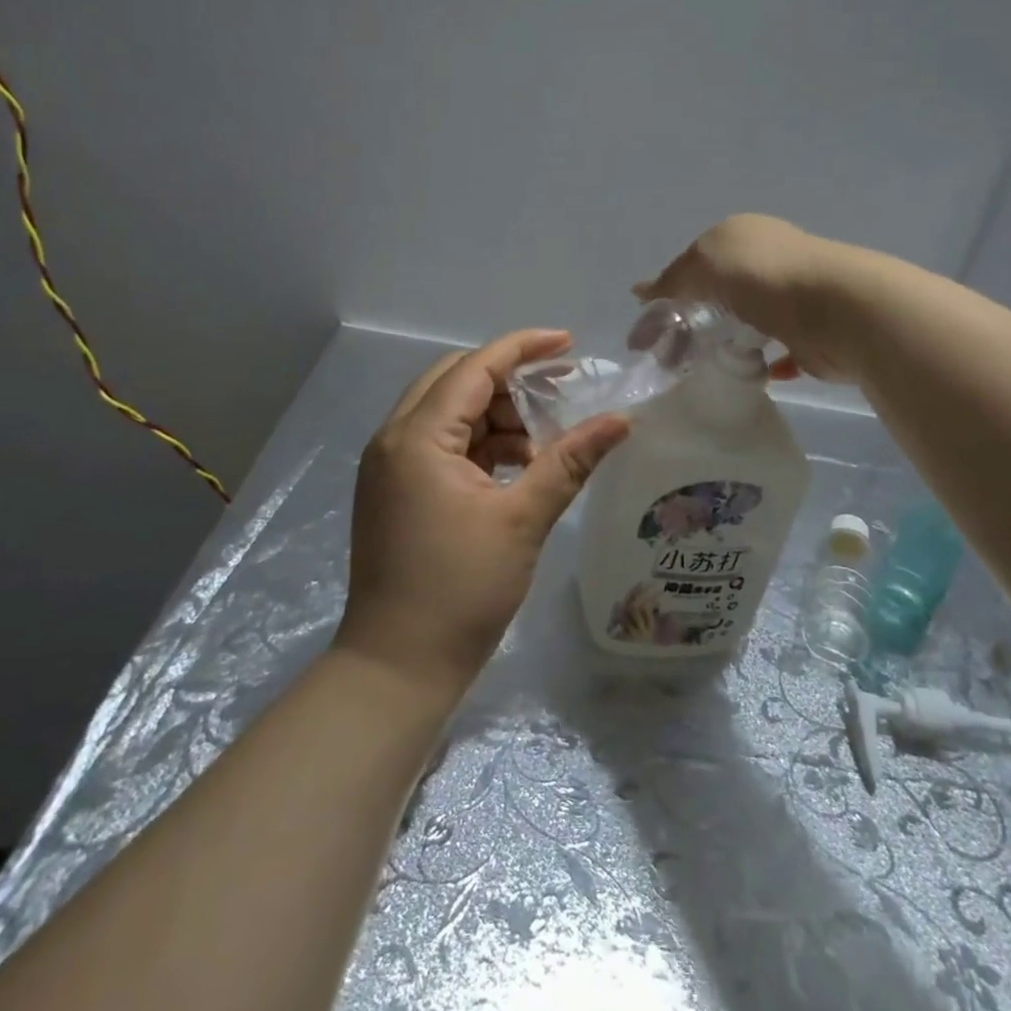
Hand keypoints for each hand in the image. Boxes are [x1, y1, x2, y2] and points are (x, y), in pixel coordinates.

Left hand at [335, 329, 630, 700]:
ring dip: (495, 415)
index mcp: (418, 437)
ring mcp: (389, 467)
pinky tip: (515, 467)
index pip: (474, 368)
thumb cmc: (461, 590)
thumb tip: (620, 421)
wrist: (397, 667)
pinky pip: (439, 445)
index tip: (568, 343)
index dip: (523, 348)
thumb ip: (570, 461)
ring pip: (446, 413)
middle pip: (454, 381)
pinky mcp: (394, 491)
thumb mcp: (523, 519)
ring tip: (542, 443)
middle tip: (557, 392)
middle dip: (508, 380)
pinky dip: (478, 444)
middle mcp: (393, 439)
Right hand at [634, 214, 860, 381]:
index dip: (669, 294)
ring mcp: (792, 299)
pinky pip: (779, 351)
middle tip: (671, 356)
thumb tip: (641, 292)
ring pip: (748, 322)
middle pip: (720, 294)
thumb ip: (674, 279)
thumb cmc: (765, 277)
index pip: (695, 263)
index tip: (650, 331)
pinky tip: (750, 375)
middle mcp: (768, 261)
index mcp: (743, 235)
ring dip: (728, 341)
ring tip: (702, 369)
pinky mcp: (809, 335)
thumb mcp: (705, 264)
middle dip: (694, 321)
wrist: (840, 310)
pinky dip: (764, 363)